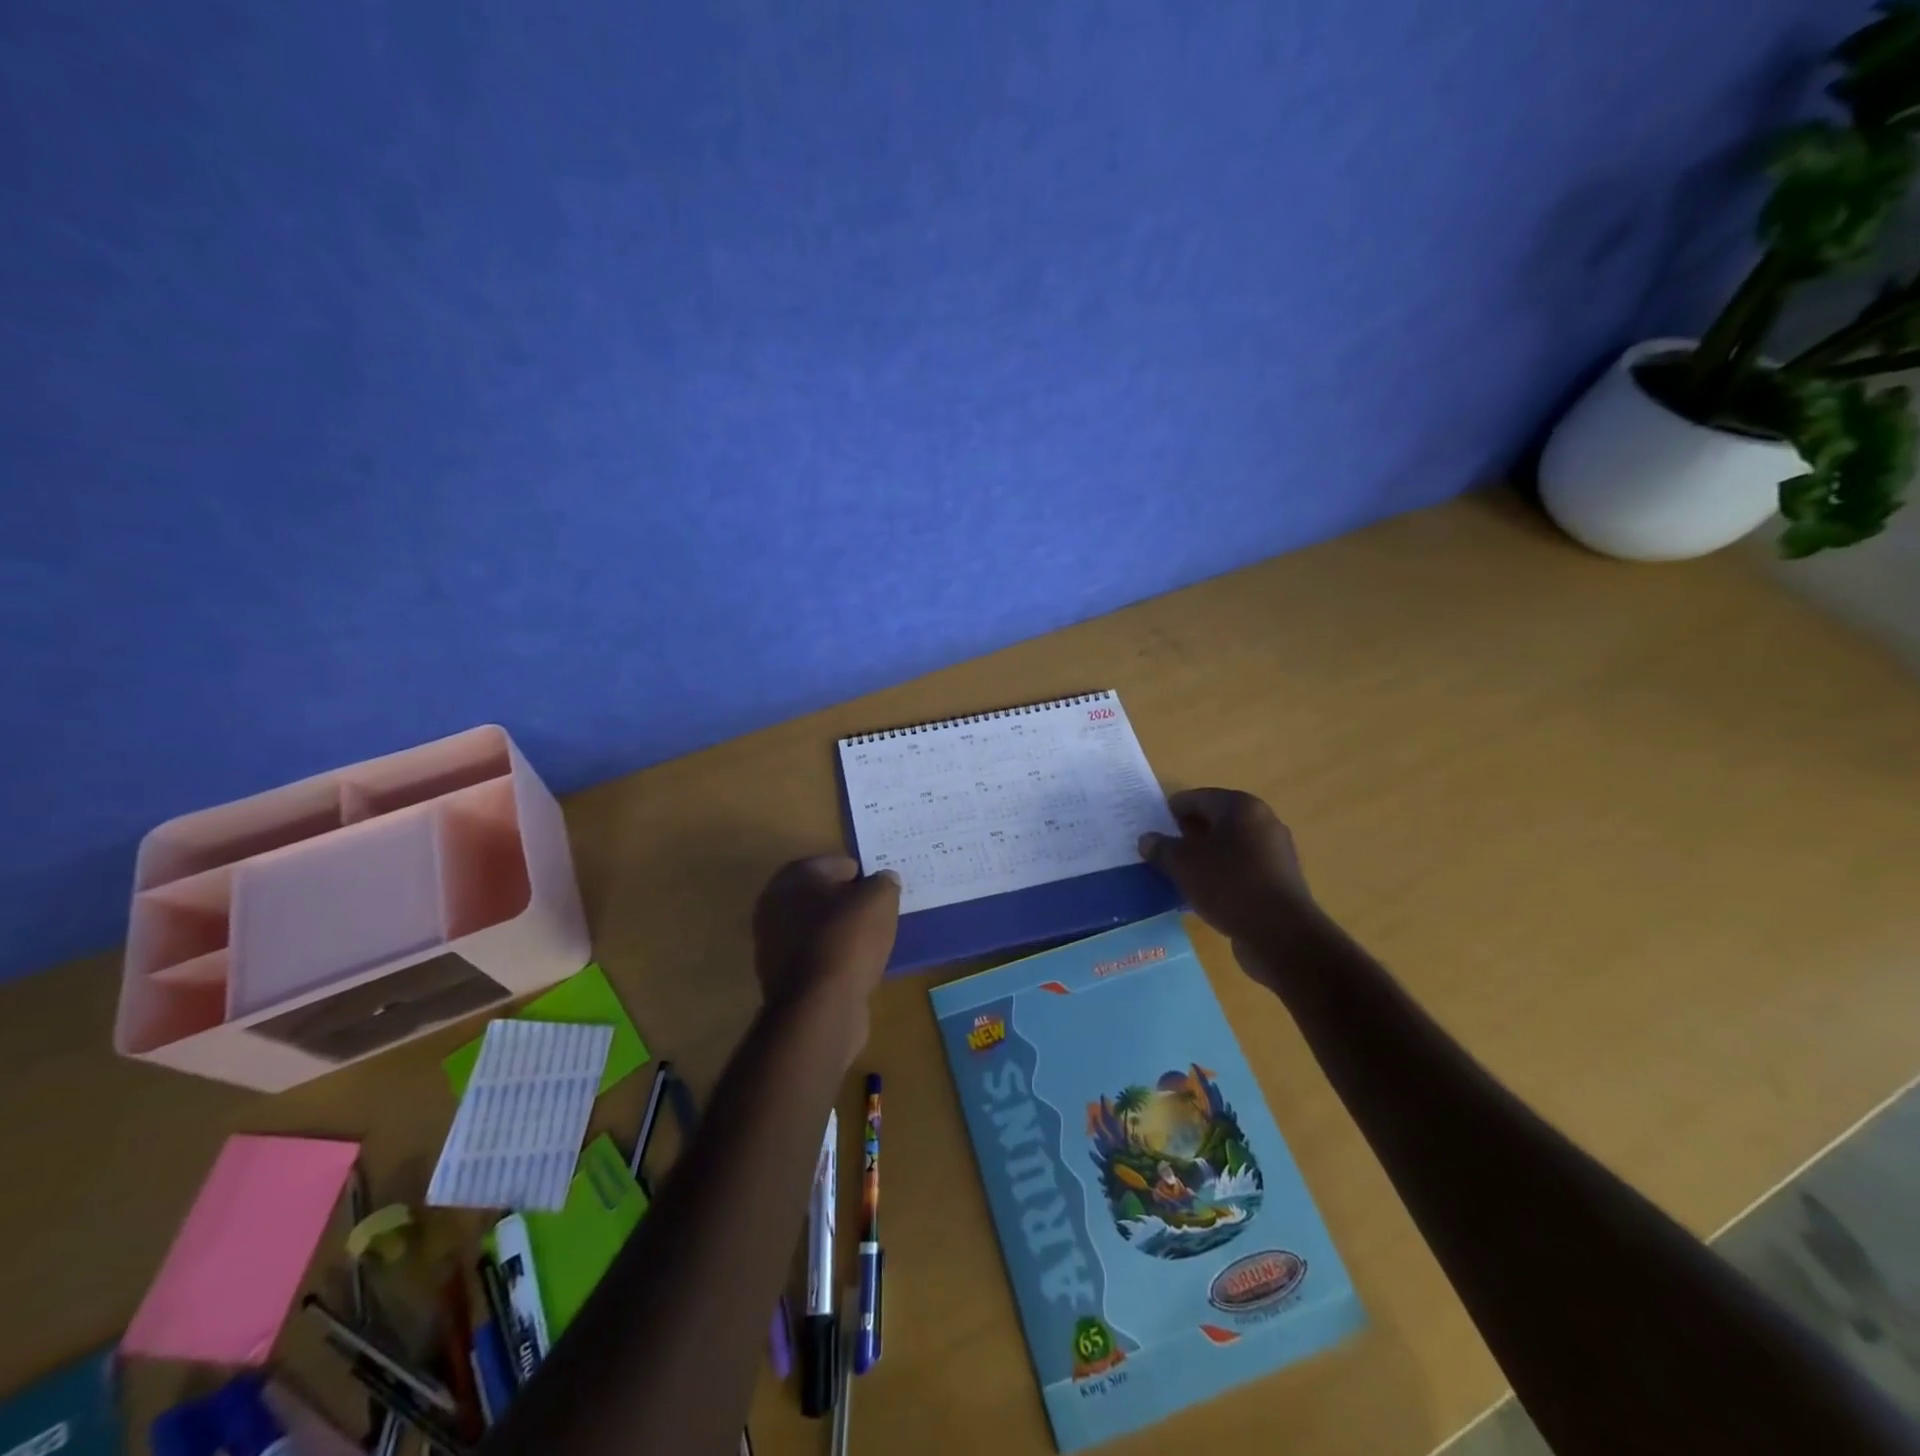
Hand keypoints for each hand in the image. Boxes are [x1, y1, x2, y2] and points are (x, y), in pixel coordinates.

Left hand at [751, 856, 900, 1054]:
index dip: (863, 875)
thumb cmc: (847, 940)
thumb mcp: (879, 900)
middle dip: (851, 904)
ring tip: (875, 942)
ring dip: (844, 933)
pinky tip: (859, 968)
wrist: (819, 1008)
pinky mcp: (783, 979)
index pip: (836, 864)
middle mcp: (774, 907)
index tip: (884, 891)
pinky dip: (837, 959)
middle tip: (881, 914)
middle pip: (824, 897)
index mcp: (792, 878)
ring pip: (820, 929)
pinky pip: (819, 958)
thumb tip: (884, 880)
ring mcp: (774, 945)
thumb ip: (884, 883)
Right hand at [1139, 789, 1321, 986]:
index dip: (1172, 810)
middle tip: (1162, 850)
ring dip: (1204, 855)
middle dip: (1188, 833)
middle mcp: (1263, 821)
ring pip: (1229, 846)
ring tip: (1179, 873)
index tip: (1152, 826)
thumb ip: (1161, 848)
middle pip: (1216, 820)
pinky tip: (1204, 892)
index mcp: (1241, 807)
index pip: (1197, 798)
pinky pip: (1242, 868)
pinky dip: (1221, 874)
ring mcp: (1275, 852)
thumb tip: (1147, 839)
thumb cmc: (1228, 885)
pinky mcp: (1279, 880)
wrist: (1280, 934)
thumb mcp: (1183, 864)